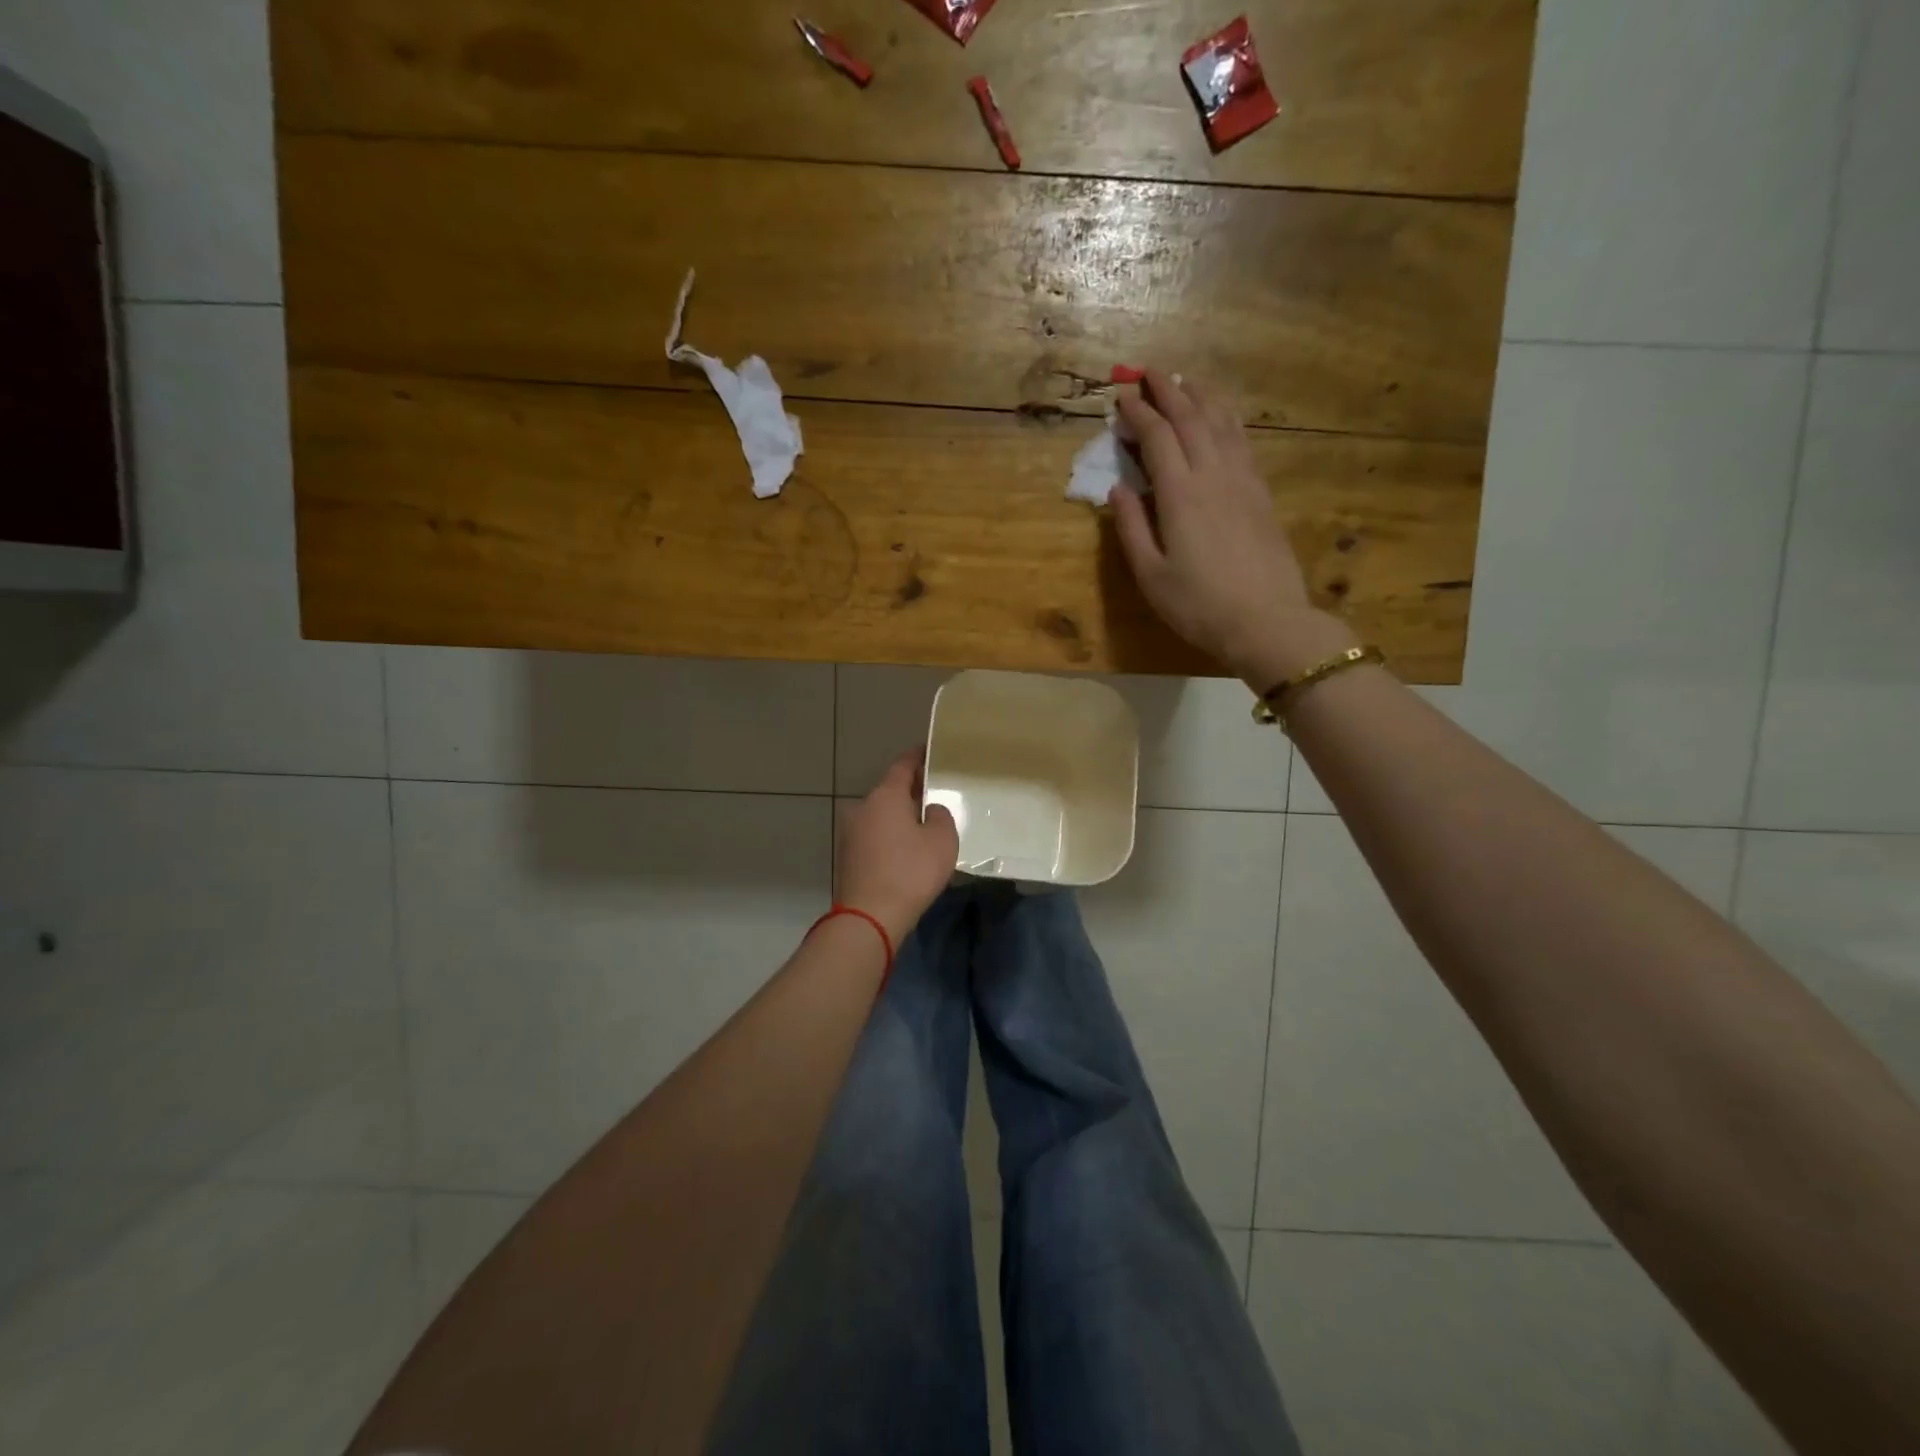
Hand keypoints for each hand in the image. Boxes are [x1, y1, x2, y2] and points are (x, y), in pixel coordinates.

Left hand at [836, 748, 959, 942]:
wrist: (868, 917)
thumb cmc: (910, 872)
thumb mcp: (942, 840)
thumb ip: (940, 816)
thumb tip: (930, 810)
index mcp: (885, 795)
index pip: (903, 765)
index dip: (919, 756)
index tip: (932, 751)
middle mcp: (863, 807)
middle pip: (891, 791)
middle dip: (911, 791)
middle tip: (936, 795)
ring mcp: (850, 833)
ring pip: (881, 816)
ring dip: (900, 818)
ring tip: (925, 827)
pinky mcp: (848, 857)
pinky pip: (875, 837)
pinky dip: (890, 838)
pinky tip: (907, 852)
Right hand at [1112, 372, 1354, 687]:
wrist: (1266, 621)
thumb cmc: (1198, 605)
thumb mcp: (1150, 575)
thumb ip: (1131, 527)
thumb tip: (1118, 488)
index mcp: (1180, 494)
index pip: (1157, 437)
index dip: (1138, 412)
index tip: (1121, 396)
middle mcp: (1213, 475)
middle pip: (1190, 418)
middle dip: (1167, 391)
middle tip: (1148, 372)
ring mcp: (1243, 481)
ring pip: (1221, 422)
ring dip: (1200, 396)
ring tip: (1185, 381)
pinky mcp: (1261, 493)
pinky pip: (1242, 441)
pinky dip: (1226, 419)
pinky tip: (1221, 416)